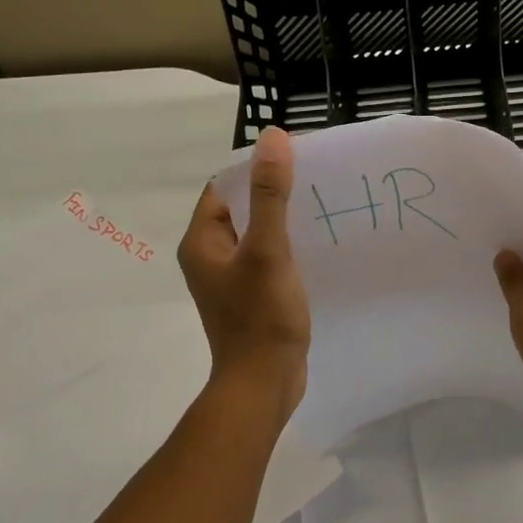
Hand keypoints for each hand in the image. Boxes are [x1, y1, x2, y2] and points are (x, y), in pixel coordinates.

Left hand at [178, 127, 310, 424]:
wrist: (263, 385)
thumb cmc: (261, 316)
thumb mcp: (268, 249)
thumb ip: (271, 194)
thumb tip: (272, 137)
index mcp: (202, 241)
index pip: (224, 187)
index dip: (255, 169)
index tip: (294, 160)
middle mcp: (210, 256)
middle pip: (240, 208)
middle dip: (273, 192)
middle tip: (314, 181)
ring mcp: (230, 279)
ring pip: (256, 233)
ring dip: (282, 220)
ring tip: (320, 207)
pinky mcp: (250, 296)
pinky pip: (266, 257)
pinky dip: (287, 246)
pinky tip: (315, 245)